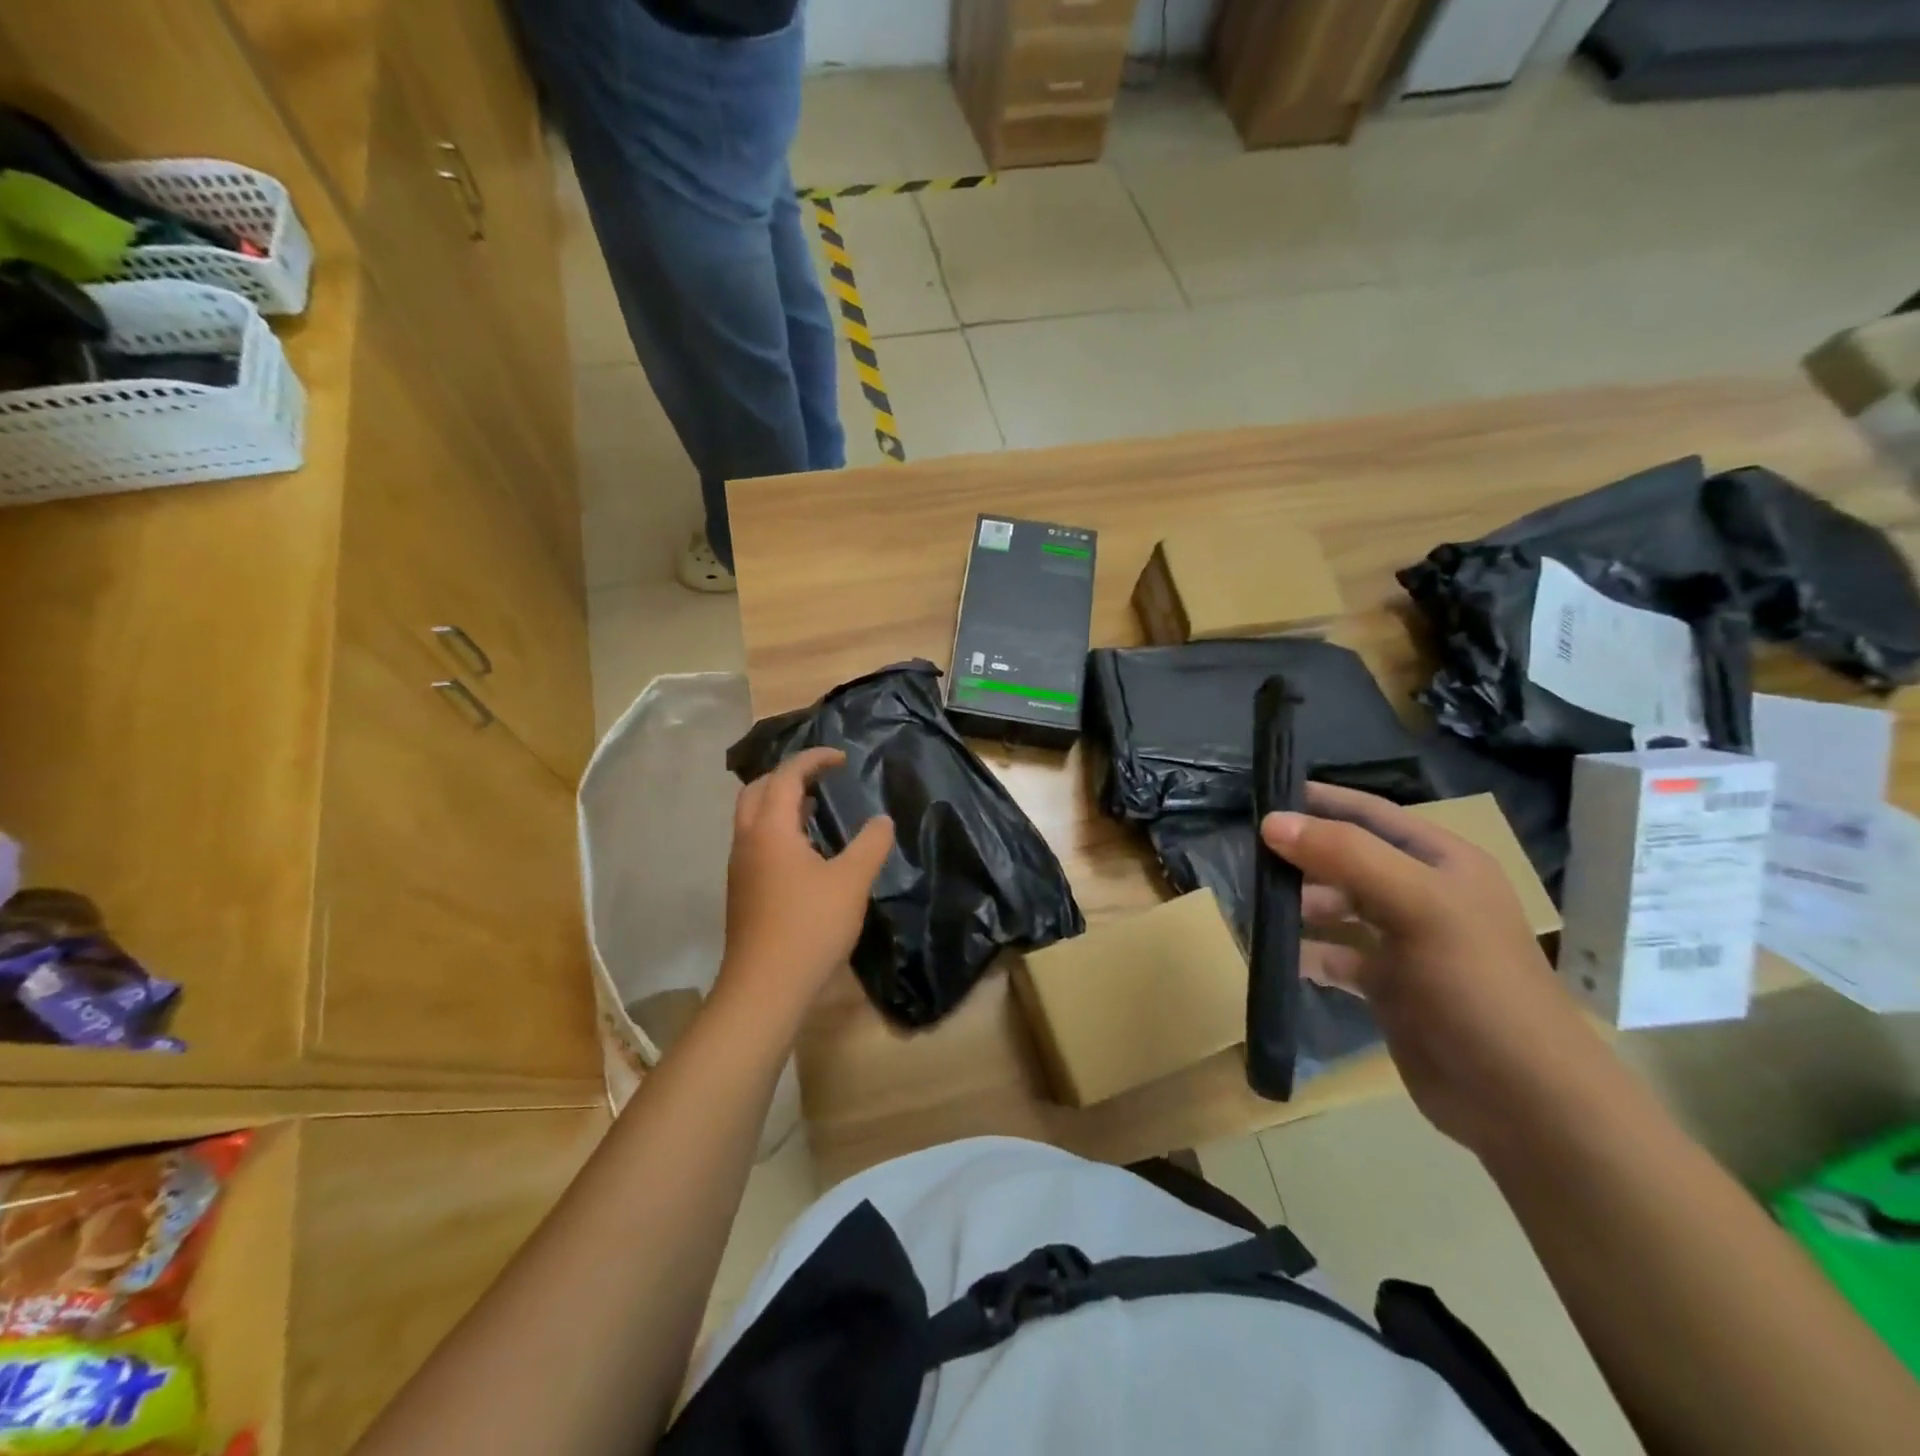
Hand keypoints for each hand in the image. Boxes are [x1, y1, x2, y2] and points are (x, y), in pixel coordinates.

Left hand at [717, 747, 894, 1028]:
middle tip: (822, 778)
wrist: (765, 987)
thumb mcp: (851, 881)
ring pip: (754, 818)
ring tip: (817, 809)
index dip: (814, 759)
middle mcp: (748, 840)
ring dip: (781, 803)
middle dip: (788, 775)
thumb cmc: (809, 926)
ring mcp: (741, 867)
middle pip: (759, 790)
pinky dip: (779, 829)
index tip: (842, 758)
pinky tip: (807, 852)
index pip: (786, 775)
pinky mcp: (743, 891)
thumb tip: (881, 820)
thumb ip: (870, 845)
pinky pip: (757, 842)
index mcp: (770, 829)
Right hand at [1262, 783, 1617, 1159]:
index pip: (1371, 813)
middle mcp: (1422, 895)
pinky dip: (1308, 953)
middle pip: (1347, 860)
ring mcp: (1405, 943)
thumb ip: (1346, 856)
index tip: (1262, 798)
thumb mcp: (1418, 905)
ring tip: (1258, 907)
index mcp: (1442, 863)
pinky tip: (1281, 956)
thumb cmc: (1477, 985)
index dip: (1320, 802)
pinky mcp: (1389, 986)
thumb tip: (1272, 822)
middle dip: (1301, 857)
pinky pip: (1336, 956)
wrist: (1522, 1101)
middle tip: (1248, 859)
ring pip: (1337, 907)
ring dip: (1299, 904)